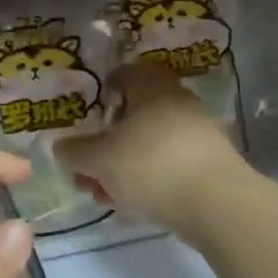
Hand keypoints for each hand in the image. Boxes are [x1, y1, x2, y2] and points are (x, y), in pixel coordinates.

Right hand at [55, 62, 245, 233]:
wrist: (217, 204)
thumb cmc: (150, 165)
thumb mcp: (98, 159)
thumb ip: (75, 151)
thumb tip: (61, 147)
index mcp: (152, 88)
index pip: (126, 73)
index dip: (104, 88)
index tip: (87, 111)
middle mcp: (178, 103)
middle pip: (135, 116)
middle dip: (107, 142)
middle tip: (88, 166)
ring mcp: (198, 134)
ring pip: (149, 145)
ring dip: (123, 166)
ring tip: (104, 195)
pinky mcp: (210, 165)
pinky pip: (168, 165)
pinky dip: (147, 180)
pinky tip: (132, 204)